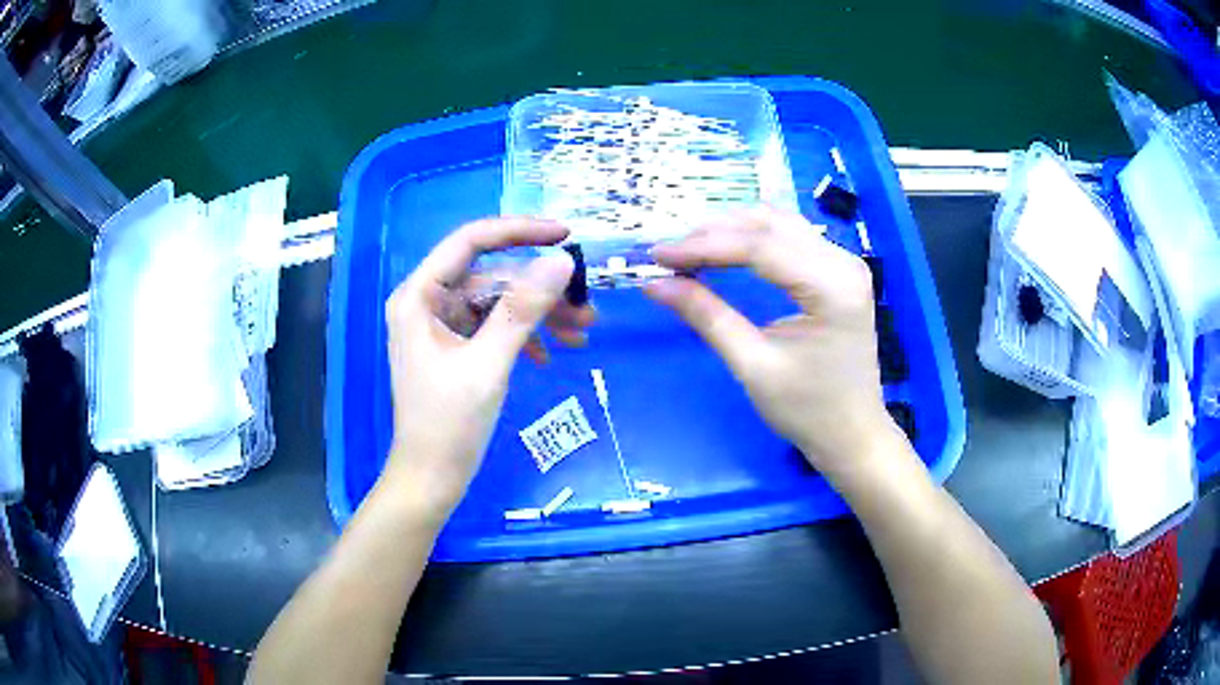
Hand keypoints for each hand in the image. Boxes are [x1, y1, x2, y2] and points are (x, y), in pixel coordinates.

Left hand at [383, 217, 593, 516]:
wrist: (431, 478)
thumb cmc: (448, 424)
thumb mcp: (488, 364)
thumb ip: (523, 309)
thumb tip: (562, 261)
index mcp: (419, 296)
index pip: (471, 241)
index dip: (519, 232)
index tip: (565, 235)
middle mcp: (427, 302)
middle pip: (491, 276)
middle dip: (540, 291)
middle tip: (587, 309)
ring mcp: (441, 325)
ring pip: (498, 302)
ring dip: (539, 316)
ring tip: (582, 335)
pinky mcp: (455, 346)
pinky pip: (494, 327)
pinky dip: (524, 337)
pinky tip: (550, 356)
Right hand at [644, 207, 898, 475]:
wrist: (852, 434)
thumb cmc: (808, 410)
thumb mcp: (754, 366)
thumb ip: (707, 317)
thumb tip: (655, 284)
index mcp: (832, 286)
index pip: (760, 247)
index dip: (704, 245)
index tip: (658, 254)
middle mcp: (843, 262)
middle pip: (770, 226)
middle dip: (714, 233)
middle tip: (669, 253)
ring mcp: (844, 263)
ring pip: (779, 224)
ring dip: (732, 230)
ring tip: (689, 248)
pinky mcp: (838, 271)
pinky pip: (790, 238)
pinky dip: (752, 239)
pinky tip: (724, 248)